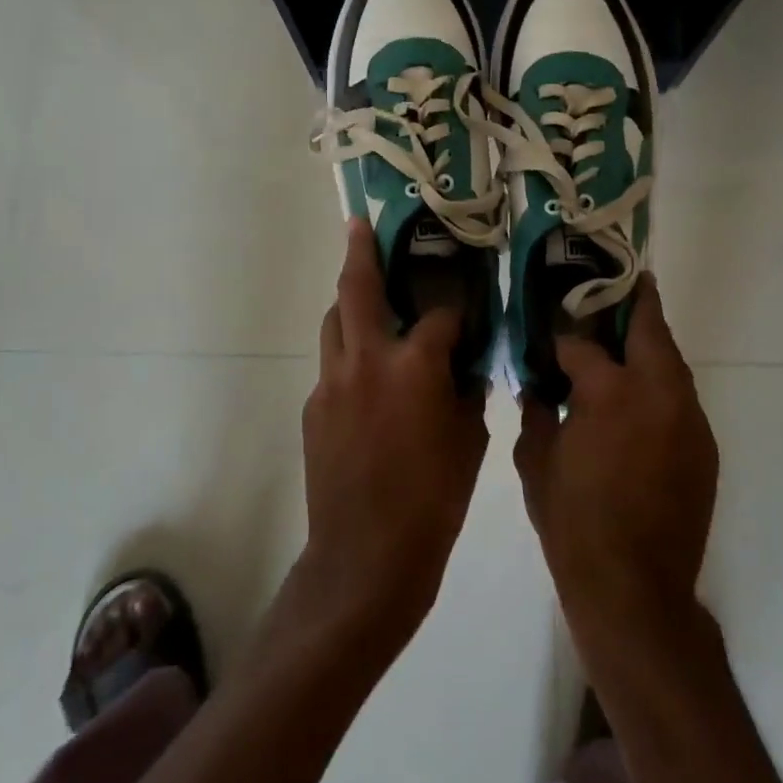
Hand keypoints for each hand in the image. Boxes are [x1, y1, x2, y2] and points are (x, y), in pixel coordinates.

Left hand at [295, 220, 488, 652]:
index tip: (466, 303)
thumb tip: (463, 366)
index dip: (457, 306)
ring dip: (349, 303)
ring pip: (334, 322)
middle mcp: (367, 359)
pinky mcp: (313, 407)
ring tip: (365, 297)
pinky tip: (366, 378)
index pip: (441, 314)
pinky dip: (349, 355)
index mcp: (414, 366)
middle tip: (360, 224)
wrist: (365, 558)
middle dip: (360, 251)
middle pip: (357, 288)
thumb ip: (466, 391)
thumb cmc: (433, 502)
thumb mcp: (469, 442)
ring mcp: (332, 382)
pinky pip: (332, 365)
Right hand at [514, 275, 718, 639]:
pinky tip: (638, 400)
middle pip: (649, 329)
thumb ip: (536, 410)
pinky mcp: (703, 446)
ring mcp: (688, 418)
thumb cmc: (573, 523)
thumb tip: (538, 386)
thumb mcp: (535, 461)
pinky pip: (679, 399)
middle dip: (632, 303)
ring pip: (671, 362)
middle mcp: (658, 392)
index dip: (563, 337)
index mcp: (610, 391)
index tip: (552, 335)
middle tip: (618, 285)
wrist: (634, 589)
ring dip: (649, 345)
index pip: (582, 344)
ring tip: (625, 339)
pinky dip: (659, 386)